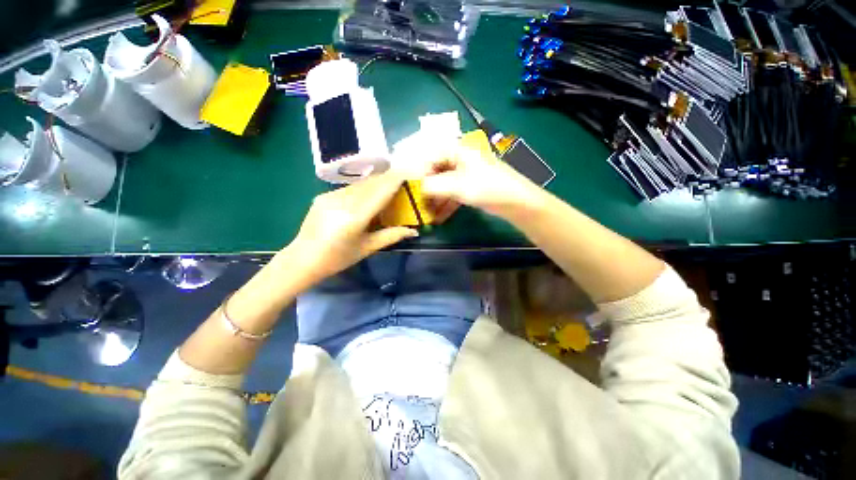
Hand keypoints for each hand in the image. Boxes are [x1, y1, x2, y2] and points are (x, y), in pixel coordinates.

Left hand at [286, 171, 417, 287]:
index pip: (380, 192)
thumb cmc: (338, 259)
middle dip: (388, 179)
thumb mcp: (368, 248)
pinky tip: (368, 195)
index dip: (395, 180)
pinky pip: (349, 188)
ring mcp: (330, 196)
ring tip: (388, 185)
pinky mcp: (323, 196)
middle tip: (402, 179)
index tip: (408, 173)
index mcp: (355, 217)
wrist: (303, 259)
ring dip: (376, 183)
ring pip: (360, 184)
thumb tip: (413, 231)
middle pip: (371, 184)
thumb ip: (391, 236)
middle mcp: (342, 201)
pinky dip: (363, 189)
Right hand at [422, 143, 543, 219]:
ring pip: (445, 185)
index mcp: (458, 150)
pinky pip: (454, 194)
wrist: (515, 201)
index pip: (431, 156)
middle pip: (437, 172)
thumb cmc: (485, 187)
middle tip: (419, 203)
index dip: (420, 172)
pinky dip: (446, 204)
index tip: (413, 189)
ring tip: (427, 214)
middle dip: (427, 189)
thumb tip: (418, 188)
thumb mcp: (456, 185)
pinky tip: (438, 218)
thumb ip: (432, 185)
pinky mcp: (472, 187)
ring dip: (436, 199)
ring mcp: (467, 175)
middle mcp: (461, 160)